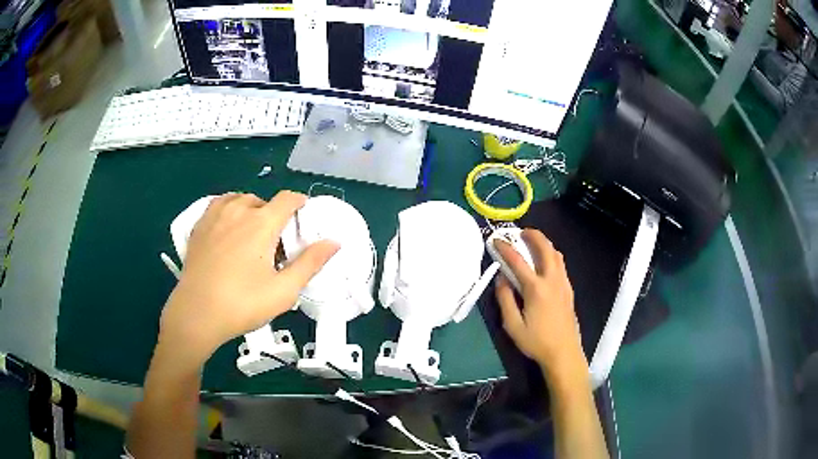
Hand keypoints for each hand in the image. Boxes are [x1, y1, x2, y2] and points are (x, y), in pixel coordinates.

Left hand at [158, 191, 338, 367]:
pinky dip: (229, 210)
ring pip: (239, 200)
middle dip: (274, 215)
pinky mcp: (199, 226)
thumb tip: (334, 242)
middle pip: (263, 201)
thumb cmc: (242, 304)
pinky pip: (218, 205)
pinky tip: (228, 229)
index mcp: (261, 223)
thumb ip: (310, 263)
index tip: (304, 216)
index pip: (287, 199)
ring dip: (251, 210)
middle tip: (275, 243)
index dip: (300, 203)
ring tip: (251, 234)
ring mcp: (215, 216)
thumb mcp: (283, 290)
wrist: (196, 314)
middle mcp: (238, 211)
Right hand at [494, 229, 586, 382]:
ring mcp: (563, 284)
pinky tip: (545, 262)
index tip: (495, 240)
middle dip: (533, 235)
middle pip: (545, 248)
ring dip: (544, 243)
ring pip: (556, 254)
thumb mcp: (513, 325)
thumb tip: (501, 279)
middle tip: (521, 232)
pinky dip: (551, 255)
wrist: (564, 352)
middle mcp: (552, 280)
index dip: (505, 248)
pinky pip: (561, 264)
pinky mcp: (569, 290)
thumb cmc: (536, 341)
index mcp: (536, 289)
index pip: (518, 261)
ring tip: (533, 242)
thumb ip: (505, 299)